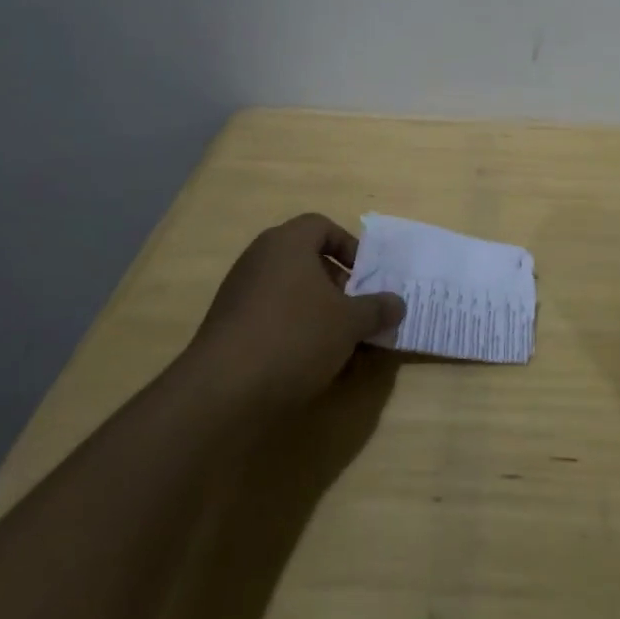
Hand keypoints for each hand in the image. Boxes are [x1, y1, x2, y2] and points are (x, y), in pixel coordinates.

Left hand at [189, 214, 405, 408]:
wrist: (222, 392)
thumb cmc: (295, 337)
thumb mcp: (349, 323)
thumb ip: (377, 309)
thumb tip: (397, 304)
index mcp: (287, 243)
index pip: (322, 226)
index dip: (349, 247)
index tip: (366, 277)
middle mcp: (259, 259)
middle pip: (306, 261)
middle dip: (337, 286)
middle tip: (357, 312)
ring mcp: (239, 294)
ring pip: (291, 294)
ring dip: (319, 314)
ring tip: (340, 346)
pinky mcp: (228, 329)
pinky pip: (271, 320)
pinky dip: (294, 334)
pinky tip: (311, 366)